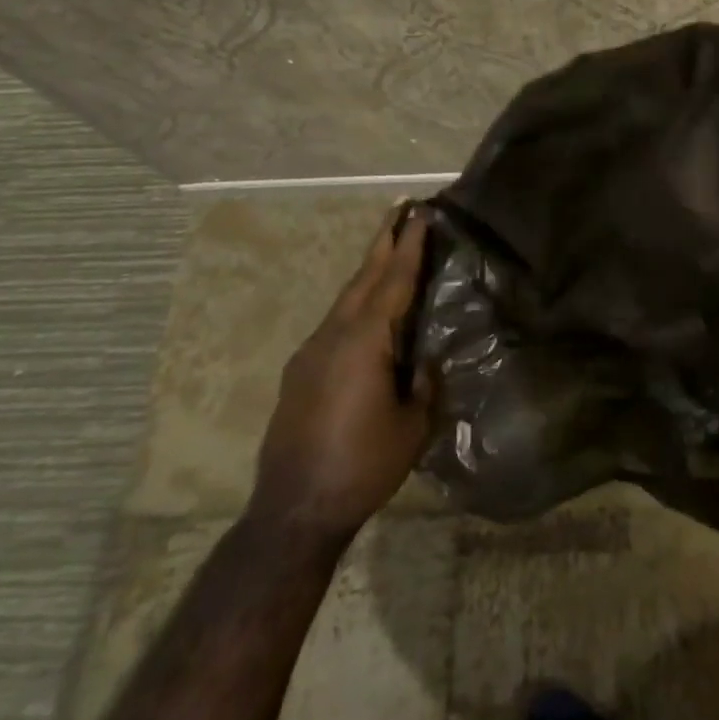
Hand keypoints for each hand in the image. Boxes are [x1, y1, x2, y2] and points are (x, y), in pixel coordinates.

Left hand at [250, 203, 434, 544]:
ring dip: (368, 271)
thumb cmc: (363, 465)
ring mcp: (311, 352)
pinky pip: (334, 323)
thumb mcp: (413, 426)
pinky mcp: (299, 372)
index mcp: (365, 341)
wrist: (294, 509)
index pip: (394, 281)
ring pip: (346, 298)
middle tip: (400, 210)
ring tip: (388, 251)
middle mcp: (334, 335)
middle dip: (383, 241)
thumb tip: (424, 361)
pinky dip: (355, 303)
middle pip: (363, 277)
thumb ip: (423, 384)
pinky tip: (366, 313)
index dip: (409, 246)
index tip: (420, 213)